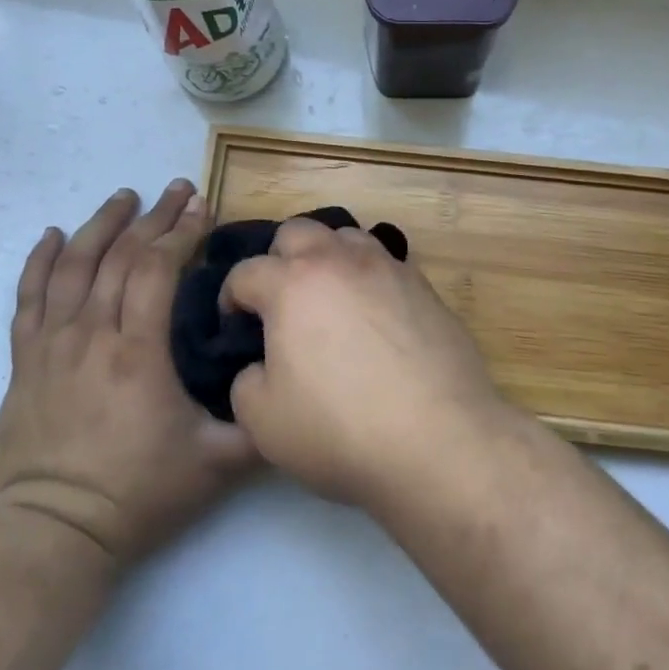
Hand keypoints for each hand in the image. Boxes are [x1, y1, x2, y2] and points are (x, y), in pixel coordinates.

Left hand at [0, 182, 256, 569]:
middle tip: (178, 189)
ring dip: (101, 225)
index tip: (203, 207)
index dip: (181, 232)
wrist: (53, 534)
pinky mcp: (25, 362)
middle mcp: (91, 335)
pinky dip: (39, 261)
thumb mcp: (217, 465)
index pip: (156, 269)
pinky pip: (28, 298)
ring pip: (74, 266)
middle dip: (153, 217)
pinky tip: (52, 235)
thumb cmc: (138, 495)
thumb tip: (291, 387)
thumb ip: (260, 424)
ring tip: (125, 196)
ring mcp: (52, 345)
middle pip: (120, 256)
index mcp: (137, 351)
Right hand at [220, 218, 509, 507]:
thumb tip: (260, 365)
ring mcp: (388, 268)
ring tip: (329, 297)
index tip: (235, 325)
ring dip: (328, 257)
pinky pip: (386, 264)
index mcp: (292, 284)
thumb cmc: (339, 428)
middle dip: (278, 259)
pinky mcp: (424, 287)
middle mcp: (339, 262)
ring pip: (347, 237)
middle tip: (280, 302)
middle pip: (297, 231)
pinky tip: (372, 313)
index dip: (230, 298)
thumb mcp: (262, 420)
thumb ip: (246, 381)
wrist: (438, 438)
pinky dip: (368, 277)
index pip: (246, 272)